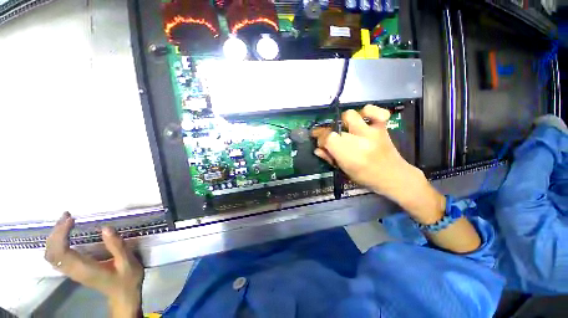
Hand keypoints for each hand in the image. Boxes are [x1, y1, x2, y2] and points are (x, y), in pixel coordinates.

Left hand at [45, 212, 143, 316]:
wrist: (124, 295)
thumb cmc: (127, 279)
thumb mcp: (128, 262)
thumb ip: (117, 246)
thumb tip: (105, 228)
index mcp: (84, 269)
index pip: (61, 251)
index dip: (61, 234)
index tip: (71, 218)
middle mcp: (73, 271)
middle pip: (51, 253)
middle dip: (55, 232)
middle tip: (67, 216)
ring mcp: (71, 272)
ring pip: (51, 255)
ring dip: (54, 237)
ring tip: (65, 221)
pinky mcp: (73, 270)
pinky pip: (56, 257)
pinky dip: (56, 243)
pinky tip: (65, 234)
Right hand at [312, 105, 444, 223]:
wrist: (394, 176)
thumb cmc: (366, 177)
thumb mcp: (344, 171)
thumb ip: (329, 158)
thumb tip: (317, 149)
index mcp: (349, 155)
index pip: (328, 138)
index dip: (321, 138)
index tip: (321, 143)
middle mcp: (359, 140)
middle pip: (335, 128)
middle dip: (328, 133)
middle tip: (330, 139)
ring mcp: (372, 132)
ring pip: (349, 115)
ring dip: (343, 121)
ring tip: (344, 129)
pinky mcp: (382, 127)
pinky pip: (374, 111)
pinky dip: (367, 111)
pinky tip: (363, 118)